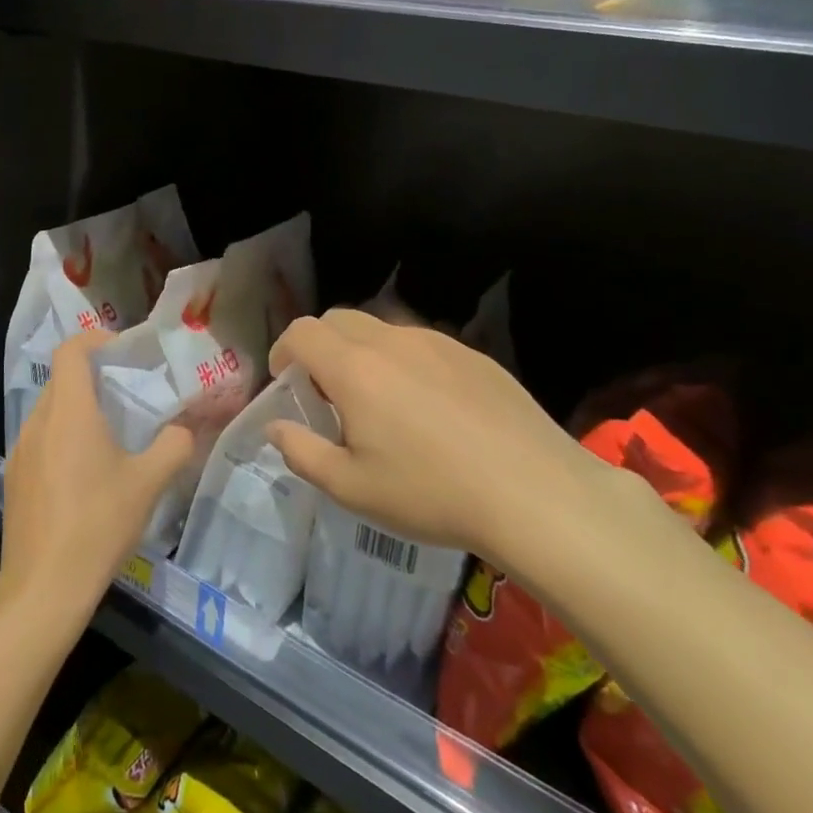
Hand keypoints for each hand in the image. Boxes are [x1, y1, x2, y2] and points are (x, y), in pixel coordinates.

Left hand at [0, 329, 193, 619]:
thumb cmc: (98, 523)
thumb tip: (185, 430)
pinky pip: (40, 439)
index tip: (123, 351)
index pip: (71, 351)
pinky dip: (63, 437)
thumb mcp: (148, 483)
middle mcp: (38, 421)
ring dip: (77, 409)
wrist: (44, 585)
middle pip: (61, 379)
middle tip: (127, 391)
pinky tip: (85, 473)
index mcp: (68, 411)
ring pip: (49, 411)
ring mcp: (21, 451)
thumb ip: (173, 446)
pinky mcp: (16, 478)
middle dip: (92, 376)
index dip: (95, 339)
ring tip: (110, 432)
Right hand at [266, 310, 601, 577]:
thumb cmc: (431, 493)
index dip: (283, 351)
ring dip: (362, 352)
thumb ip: (302, 452)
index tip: (286, 383)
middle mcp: (392, 341)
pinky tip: (428, 407)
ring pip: (382, 328)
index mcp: (354, 368)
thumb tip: (276, 428)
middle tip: (326, 391)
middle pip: (338, 319)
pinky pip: (422, 344)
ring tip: (378, 400)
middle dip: (319, 346)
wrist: (535, 493)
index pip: (302, 332)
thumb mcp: (351, 488)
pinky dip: (404, 361)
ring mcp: (437, 343)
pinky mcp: (474, 355)